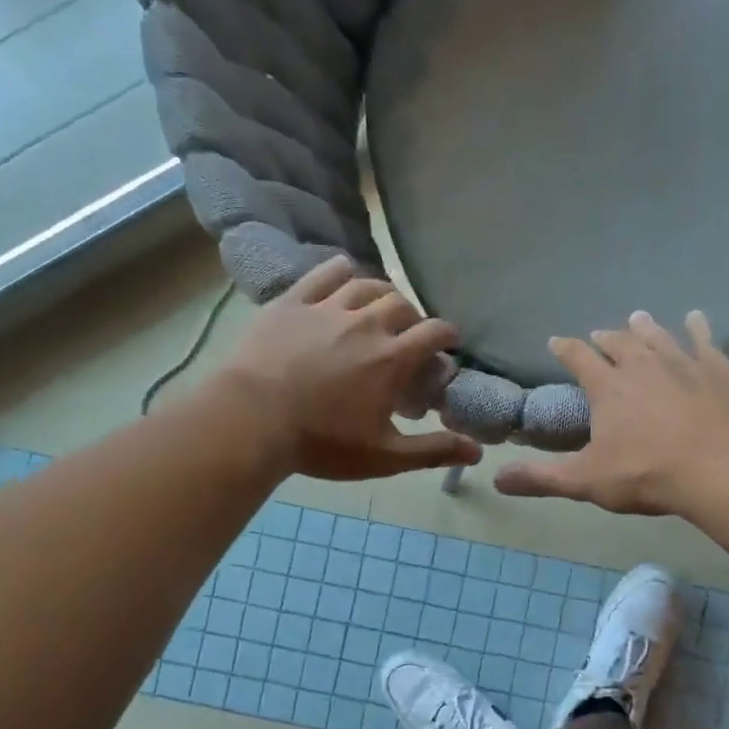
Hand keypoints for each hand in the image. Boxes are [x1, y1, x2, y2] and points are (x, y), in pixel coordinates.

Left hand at [218, 257, 480, 479]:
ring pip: (366, 284)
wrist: (250, 421)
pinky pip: (323, 274)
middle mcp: (366, 323)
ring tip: (379, 307)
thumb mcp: (384, 456)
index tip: (448, 344)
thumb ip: (433, 451)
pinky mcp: (292, 302)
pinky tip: (344, 273)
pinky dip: (340, 271)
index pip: (434, 332)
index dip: (447, 335)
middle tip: (408, 335)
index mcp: (392, 358)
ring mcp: (327, 308)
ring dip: (380, 293)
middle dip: (413, 317)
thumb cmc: (321, 443)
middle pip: (402, 304)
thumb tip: (477, 452)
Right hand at [494, 311, 728, 515]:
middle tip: (600, 334)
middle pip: (619, 342)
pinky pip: (705, 339)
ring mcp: (684, 362)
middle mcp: (642, 365)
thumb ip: (541, 478)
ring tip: (637, 318)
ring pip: (658, 336)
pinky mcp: (718, 368)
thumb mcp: (586, 481)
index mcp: (608, 387)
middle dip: (606, 338)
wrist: (722, 469)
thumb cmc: (648, 475)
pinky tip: (695, 319)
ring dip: (645, 327)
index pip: (579, 358)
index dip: (565, 349)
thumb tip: (496, 478)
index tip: (556, 341)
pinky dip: (697, 327)